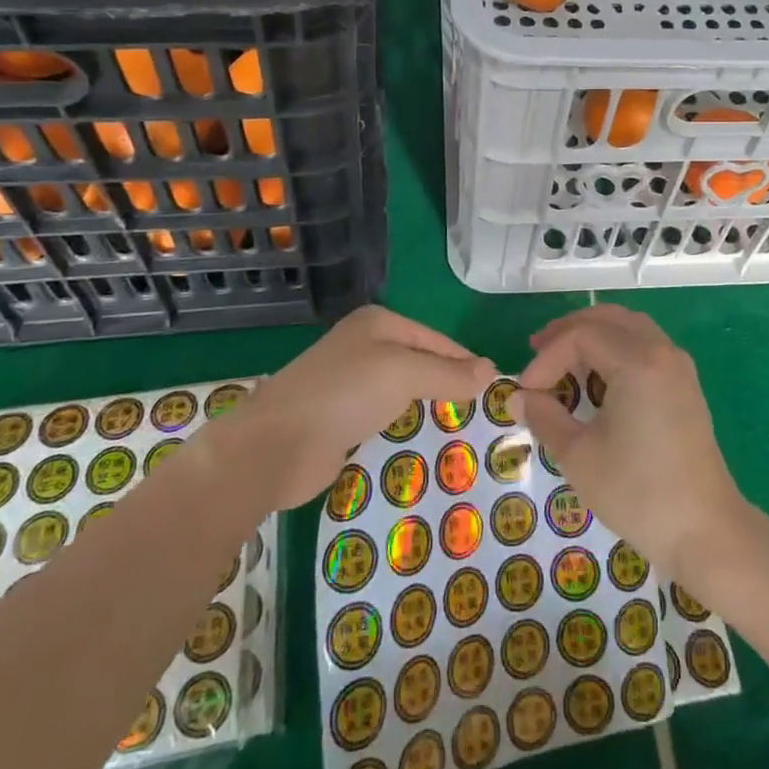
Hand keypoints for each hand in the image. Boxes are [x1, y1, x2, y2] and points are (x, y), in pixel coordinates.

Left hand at [230, 305, 495, 508]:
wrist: (274, 445)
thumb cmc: (344, 394)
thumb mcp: (404, 374)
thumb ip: (448, 373)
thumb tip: (491, 371)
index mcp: (378, 322)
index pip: (436, 339)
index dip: (464, 361)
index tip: (493, 388)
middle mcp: (364, 345)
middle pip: (420, 362)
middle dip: (447, 384)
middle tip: (480, 413)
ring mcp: (349, 382)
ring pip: (402, 390)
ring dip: (426, 407)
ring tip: (459, 430)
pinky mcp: (339, 417)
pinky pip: (384, 416)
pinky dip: (402, 426)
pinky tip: (420, 443)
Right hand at [515, 304, 746, 582]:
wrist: (705, 532)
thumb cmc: (638, 493)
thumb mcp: (579, 456)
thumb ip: (545, 417)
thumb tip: (518, 398)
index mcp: (638, 361)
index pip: (580, 336)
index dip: (546, 358)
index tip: (526, 391)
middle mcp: (661, 351)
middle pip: (607, 318)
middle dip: (568, 331)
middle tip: (537, 350)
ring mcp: (678, 366)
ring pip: (629, 327)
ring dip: (593, 335)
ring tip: (563, 358)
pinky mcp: (685, 385)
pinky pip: (645, 345)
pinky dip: (615, 348)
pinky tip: (597, 376)